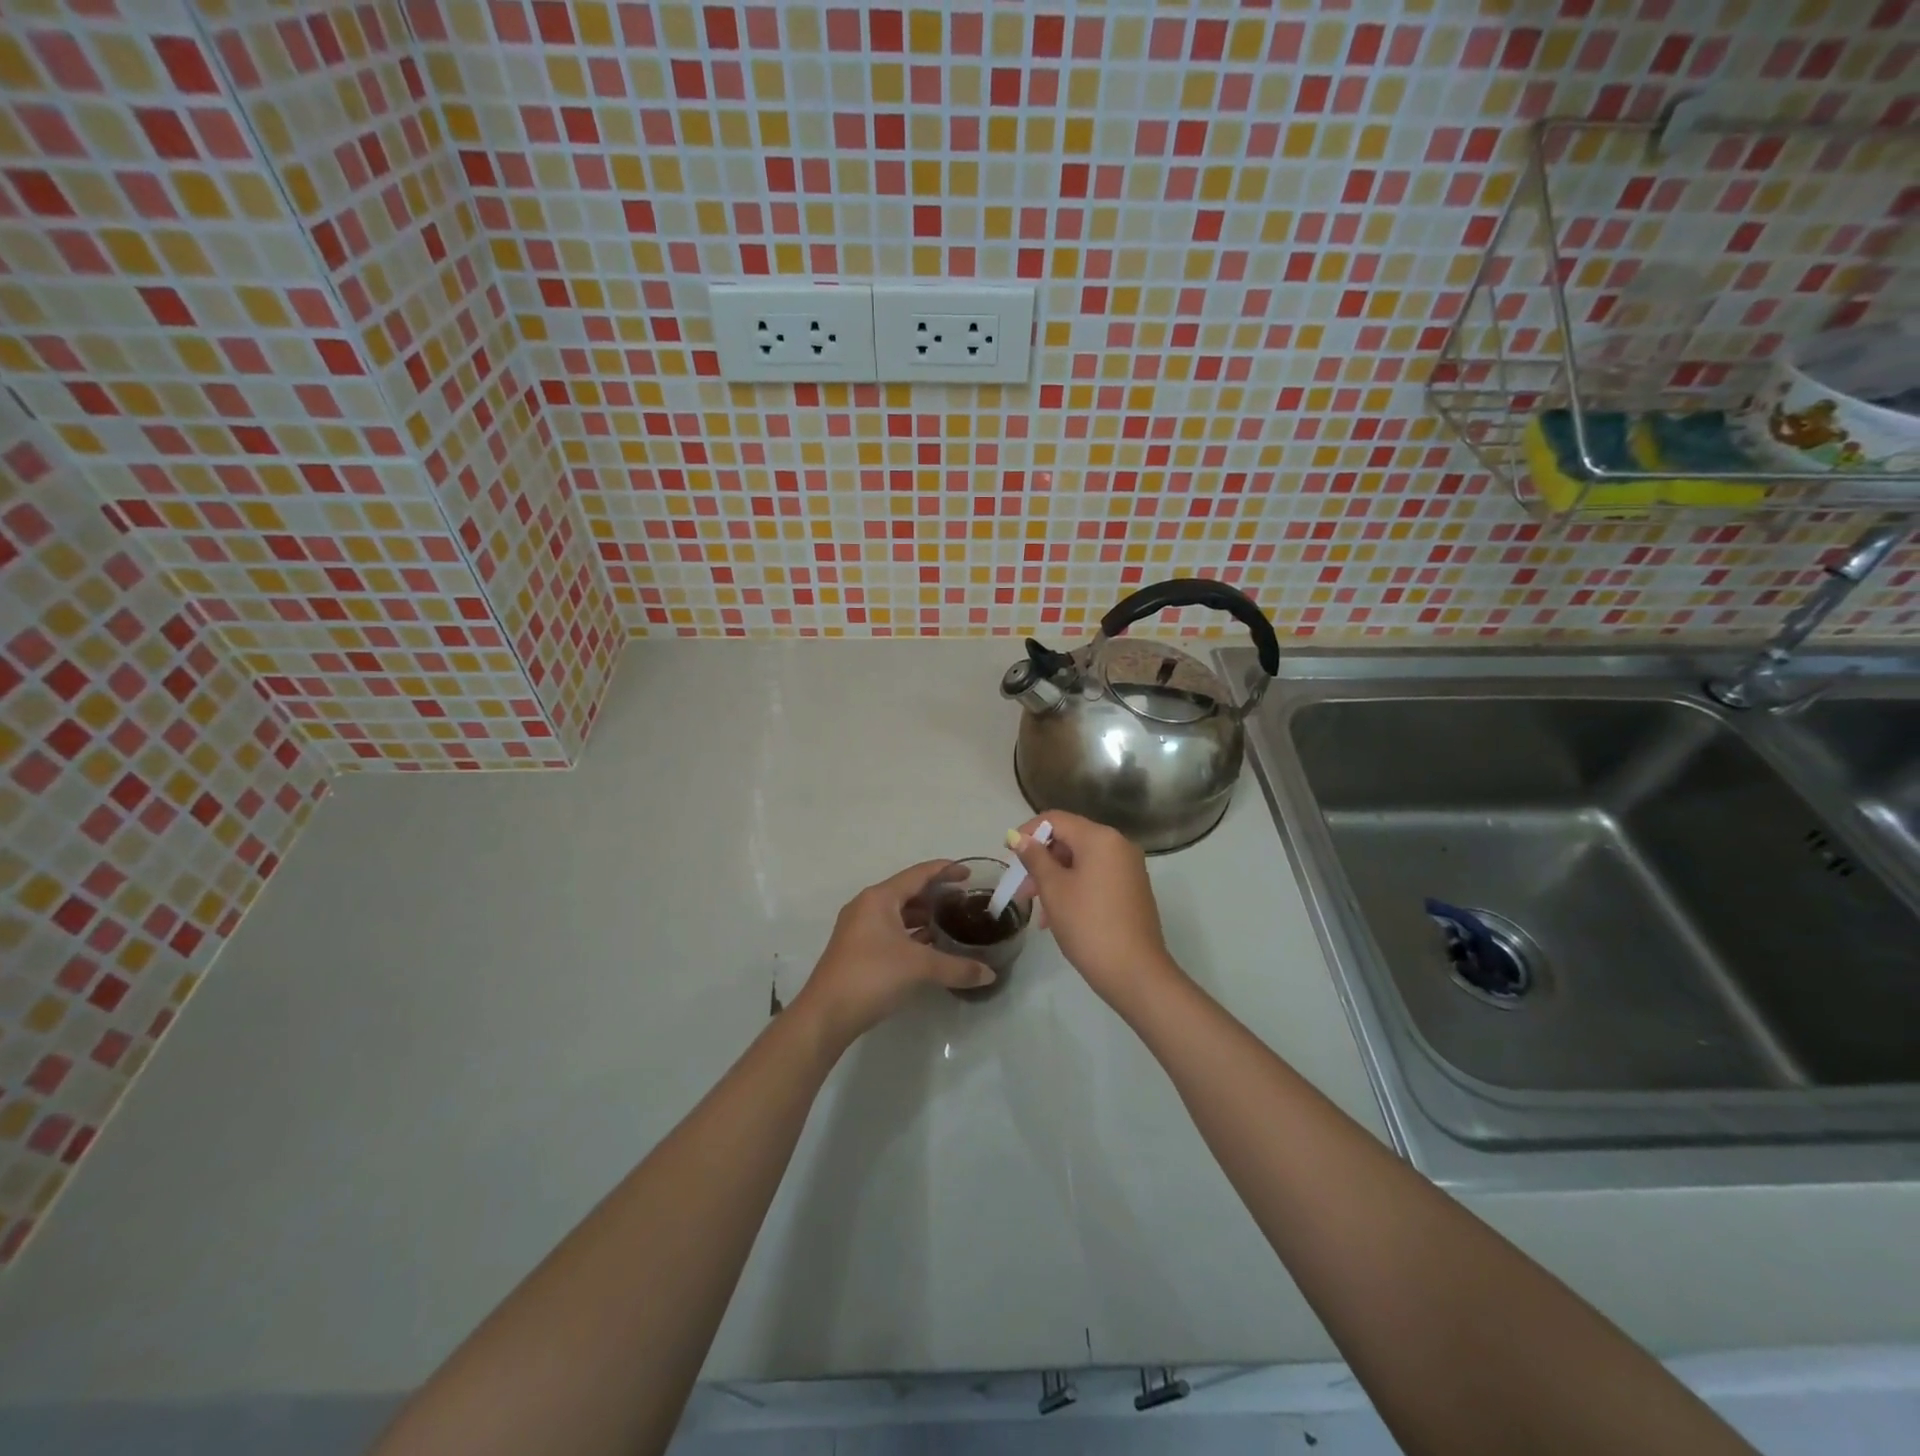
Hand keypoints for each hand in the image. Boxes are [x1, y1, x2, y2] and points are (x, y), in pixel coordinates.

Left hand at [793, 860, 994, 1046]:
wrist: (826, 1015)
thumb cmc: (872, 976)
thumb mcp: (919, 968)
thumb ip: (957, 967)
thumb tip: (990, 974)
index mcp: (879, 898)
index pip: (918, 874)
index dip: (945, 871)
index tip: (969, 873)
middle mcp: (867, 906)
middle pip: (907, 892)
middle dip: (936, 895)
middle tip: (964, 901)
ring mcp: (859, 929)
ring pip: (898, 914)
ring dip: (923, 916)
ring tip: (951, 923)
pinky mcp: (857, 949)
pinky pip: (890, 931)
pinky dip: (911, 934)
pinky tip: (929, 947)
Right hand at [1007, 811, 1181, 1012]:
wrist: (1135, 972)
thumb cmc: (1088, 925)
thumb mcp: (1054, 889)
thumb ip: (1035, 858)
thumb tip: (1019, 837)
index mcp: (1100, 838)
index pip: (1055, 819)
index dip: (1027, 832)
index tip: (1008, 855)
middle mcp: (1118, 845)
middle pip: (1069, 839)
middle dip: (1041, 860)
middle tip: (1020, 888)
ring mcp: (1129, 868)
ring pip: (1081, 861)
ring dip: (1055, 878)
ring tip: (1035, 909)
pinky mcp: (1132, 889)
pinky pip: (1096, 877)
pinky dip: (1074, 887)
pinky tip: (1057, 916)